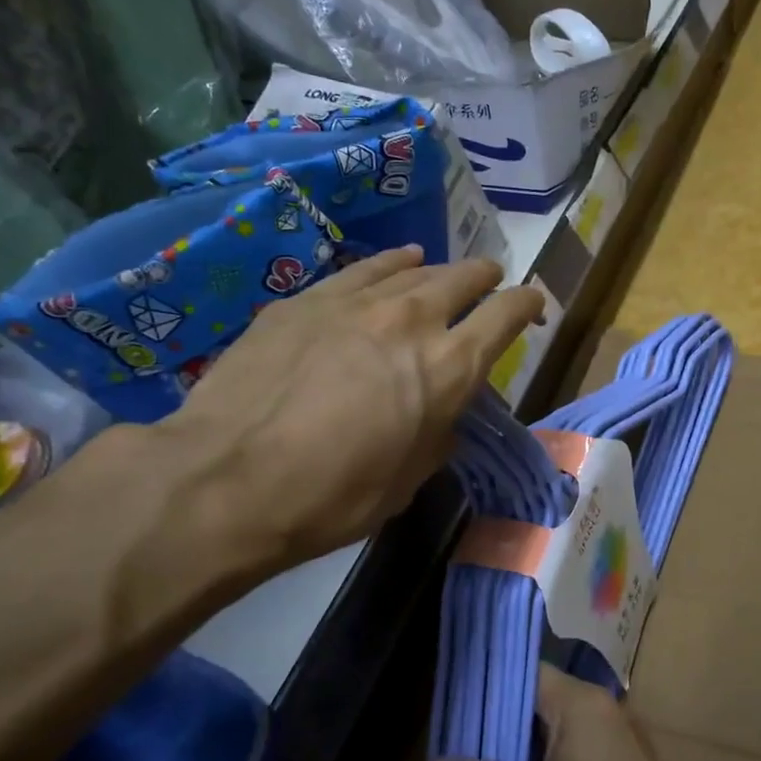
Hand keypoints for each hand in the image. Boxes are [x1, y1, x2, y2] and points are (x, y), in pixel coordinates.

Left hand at [135, 246, 542, 587]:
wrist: (227, 478)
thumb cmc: (332, 496)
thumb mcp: (408, 478)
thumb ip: (438, 431)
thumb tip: (441, 410)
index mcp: (449, 367)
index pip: (507, 315)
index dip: (527, 305)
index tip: (533, 305)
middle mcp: (412, 319)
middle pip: (464, 278)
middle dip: (485, 279)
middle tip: (490, 283)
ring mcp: (356, 301)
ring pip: (413, 267)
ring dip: (437, 270)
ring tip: (442, 271)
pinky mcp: (306, 299)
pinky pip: (364, 270)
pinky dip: (389, 266)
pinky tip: (394, 264)